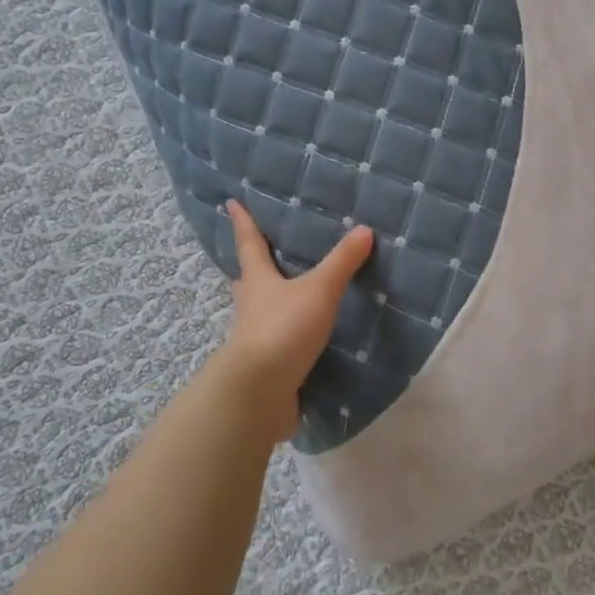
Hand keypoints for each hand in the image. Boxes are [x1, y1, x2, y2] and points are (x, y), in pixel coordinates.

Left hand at [215, 199, 373, 435]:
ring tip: (285, 295)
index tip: (231, 203)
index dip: (243, 223)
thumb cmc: (283, 329)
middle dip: (252, 267)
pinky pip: (275, 341)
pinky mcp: (265, 365)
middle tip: (258, 254)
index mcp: (258, 281)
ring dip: (268, 302)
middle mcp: (250, 306)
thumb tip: (364, 230)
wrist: (259, 391)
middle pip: (247, 279)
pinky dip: (285, 334)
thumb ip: (342, 262)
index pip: (249, 244)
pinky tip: (301, 337)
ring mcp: (254, 338)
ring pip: (259, 311)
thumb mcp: (319, 290)